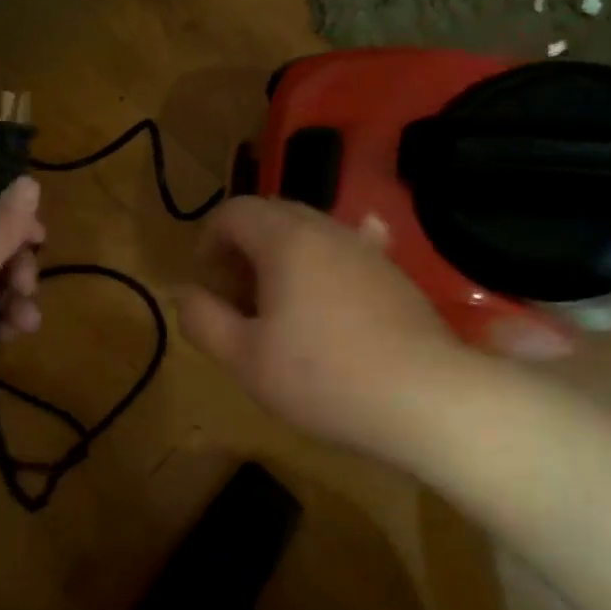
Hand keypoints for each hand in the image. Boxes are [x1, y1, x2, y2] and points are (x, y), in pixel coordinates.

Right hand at [175, 197, 470, 457]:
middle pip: (272, 216)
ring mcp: (367, 249)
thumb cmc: (322, 376)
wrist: (425, 398)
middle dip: (243, 250)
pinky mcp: (393, 274)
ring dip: (280, 260)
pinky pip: (344, 254)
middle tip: (235, 298)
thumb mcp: (245, 358)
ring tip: (276, 310)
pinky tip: (325, 300)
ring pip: (310, 234)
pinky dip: (320, 269)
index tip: (207, 283)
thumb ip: (204, 320)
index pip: (234, 212)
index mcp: (286, 240)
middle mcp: (327, 230)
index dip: (209, 241)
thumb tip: (185, 294)